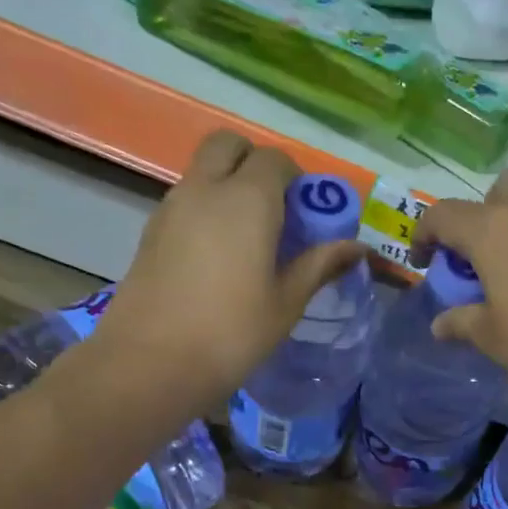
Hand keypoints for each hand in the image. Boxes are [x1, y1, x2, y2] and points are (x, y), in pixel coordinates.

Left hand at [94, 132, 367, 406]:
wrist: (151, 362)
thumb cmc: (232, 333)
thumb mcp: (286, 303)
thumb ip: (320, 265)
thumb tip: (356, 247)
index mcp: (247, 200)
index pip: (275, 160)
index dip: (295, 179)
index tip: (306, 214)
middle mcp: (205, 189)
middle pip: (229, 145)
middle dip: (254, 162)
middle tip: (274, 208)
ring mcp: (171, 206)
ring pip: (203, 170)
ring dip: (227, 184)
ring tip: (248, 237)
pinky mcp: (151, 230)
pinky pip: (185, 198)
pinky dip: (205, 207)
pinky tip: (217, 257)